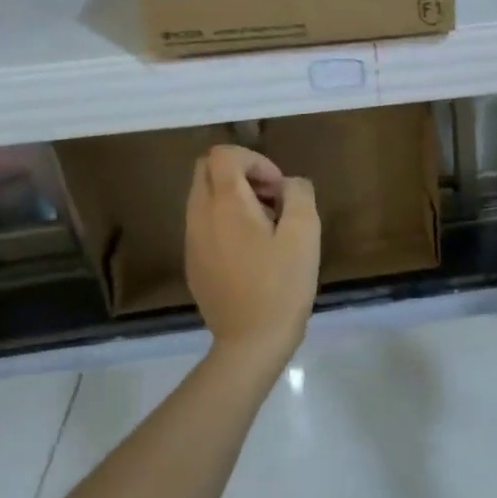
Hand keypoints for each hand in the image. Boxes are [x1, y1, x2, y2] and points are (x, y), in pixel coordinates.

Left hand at [185, 145, 320, 368]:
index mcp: (224, 204)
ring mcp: (192, 241)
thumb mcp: (305, 234)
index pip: (223, 154)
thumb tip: (288, 185)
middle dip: (242, 174)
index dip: (256, 160)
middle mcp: (199, 216)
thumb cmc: (281, 286)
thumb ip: (299, 195)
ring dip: (235, 198)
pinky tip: (252, 252)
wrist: (250, 342)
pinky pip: (205, 223)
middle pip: (206, 170)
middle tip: (273, 201)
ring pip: (204, 197)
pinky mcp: (194, 262)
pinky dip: (226, 221)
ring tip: (267, 228)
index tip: (279, 190)